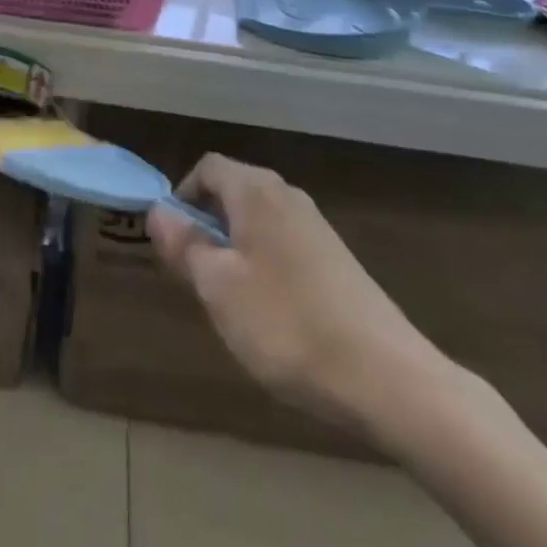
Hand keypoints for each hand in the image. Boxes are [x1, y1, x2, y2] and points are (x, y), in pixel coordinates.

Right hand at [148, 153, 449, 439]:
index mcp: (255, 190)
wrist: (388, 378)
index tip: (173, 243)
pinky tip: (272, 315)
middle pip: (232, 192)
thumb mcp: (218, 287)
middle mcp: (286, 195)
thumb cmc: (287, 324)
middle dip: (206, 226)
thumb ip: (183, 244)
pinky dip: (264, 266)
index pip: (207, 167)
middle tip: (196, 277)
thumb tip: (157, 210)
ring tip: (231, 301)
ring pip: (257, 221)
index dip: (182, 197)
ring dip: (234, 249)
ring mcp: (316, 226)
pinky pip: (282, 244)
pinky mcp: (336, 259)